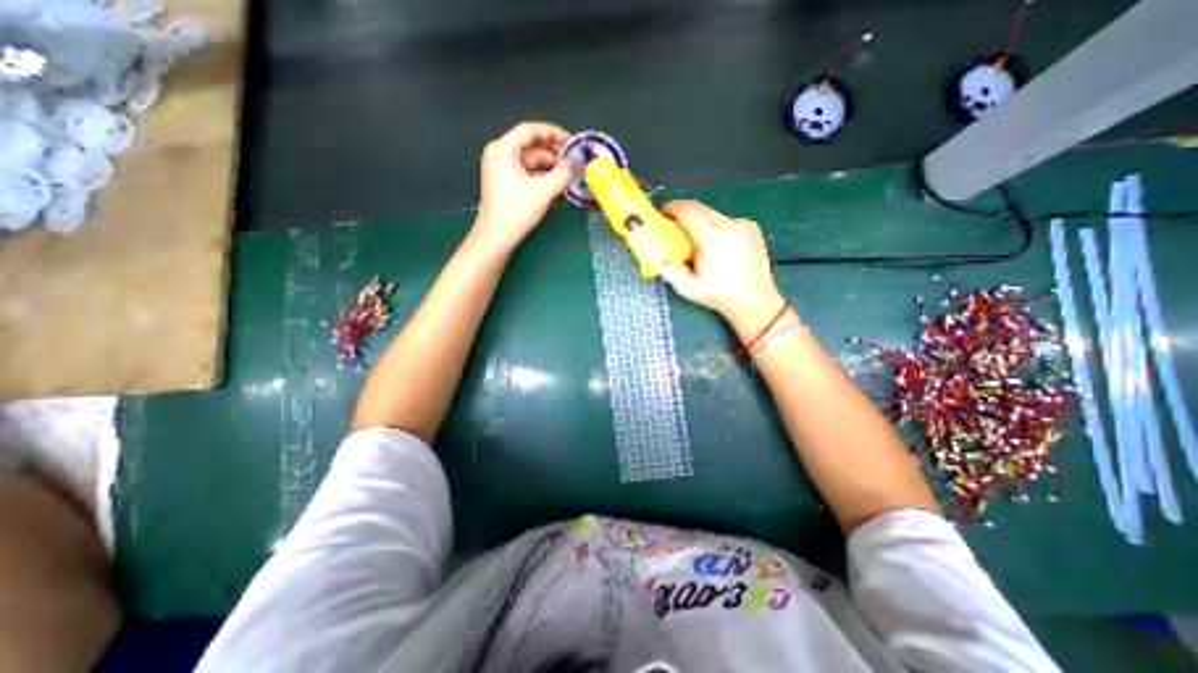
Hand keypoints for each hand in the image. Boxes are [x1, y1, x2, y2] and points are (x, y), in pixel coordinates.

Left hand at [472, 121, 574, 254]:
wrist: (497, 237)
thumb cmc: (516, 211)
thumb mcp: (543, 191)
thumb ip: (562, 174)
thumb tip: (574, 162)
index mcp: (503, 149)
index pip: (530, 130)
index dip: (553, 133)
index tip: (571, 141)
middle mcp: (500, 154)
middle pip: (531, 146)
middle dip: (554, 153)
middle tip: (573, 161)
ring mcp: (502, 169)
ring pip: (531, 161)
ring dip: (550, 167)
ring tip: (569, 176)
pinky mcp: (506, 182)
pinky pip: (528, 173)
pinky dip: (542, 177)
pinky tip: (557, 185)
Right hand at [654, 199, 787, 333]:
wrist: (754, 299)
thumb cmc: (718, 295)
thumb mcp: (687, 289)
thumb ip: (669, 270)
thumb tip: (657, 254)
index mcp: (711, 240)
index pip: (686, 211)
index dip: (671, 208)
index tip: (663, 213)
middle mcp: (728, 226)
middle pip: (698, 207)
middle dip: (683, 212)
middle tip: (675, 225)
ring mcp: (742, 225)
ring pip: (712, 213)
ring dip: (700, 221)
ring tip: (698, 240)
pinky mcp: (751, 226)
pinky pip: (726, 219)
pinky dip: (717, 227)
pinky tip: (719, 245)